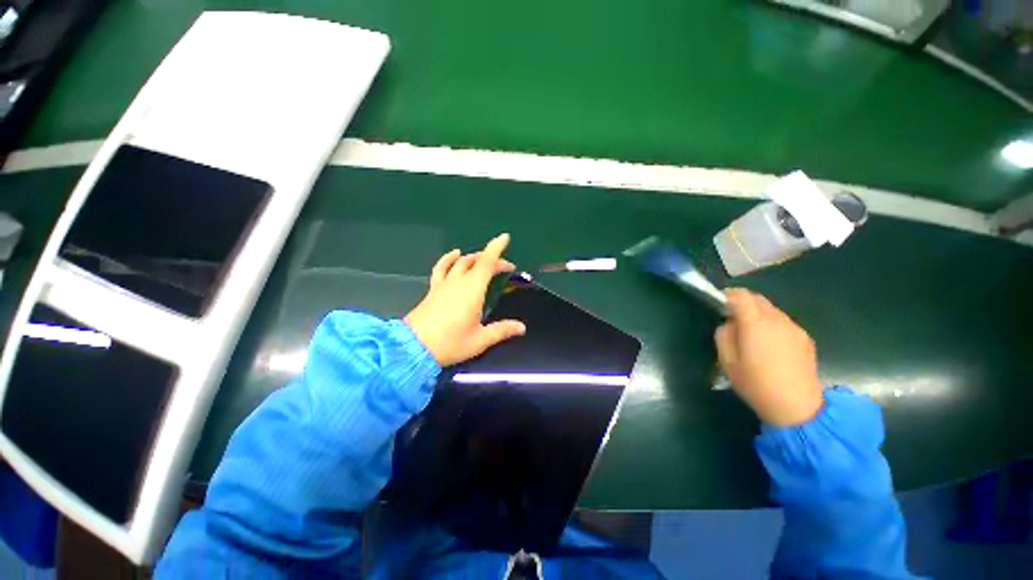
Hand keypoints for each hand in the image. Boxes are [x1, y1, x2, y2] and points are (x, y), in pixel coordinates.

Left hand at [404, 234, 525, 366]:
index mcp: (473, 289)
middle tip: (504, 267)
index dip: (496, 248)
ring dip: (473, 257)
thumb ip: (502, 330)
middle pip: (476, 261)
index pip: (487, 262)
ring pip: (460, 262)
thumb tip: (521, 327)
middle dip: (492, 259)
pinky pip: (442, 268)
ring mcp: (444, 284)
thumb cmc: (450, 342)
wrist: (413, 347)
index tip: (505, 237)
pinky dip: (449, 259)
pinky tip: (453, 255)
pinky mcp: (433, 289)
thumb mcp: (480, 339)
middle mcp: (458, 281)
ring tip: (483, 259)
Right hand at [715, 289, 823, 426]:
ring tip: (751, 333)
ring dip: (758, 314)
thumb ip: (723, 335)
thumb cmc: (756, 384)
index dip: (728, 295)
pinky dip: (772, 324)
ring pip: (772, 310)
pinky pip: (783, 322)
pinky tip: (769, 345)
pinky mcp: (805, 338)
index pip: (741, 296)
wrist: (797, 407)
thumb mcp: (727, 361)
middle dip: (743, 302)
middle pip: (758, 299)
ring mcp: (794, 328)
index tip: (720, 302)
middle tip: (732, 317)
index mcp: (756, 323)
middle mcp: (777, 320)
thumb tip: (729, 324)